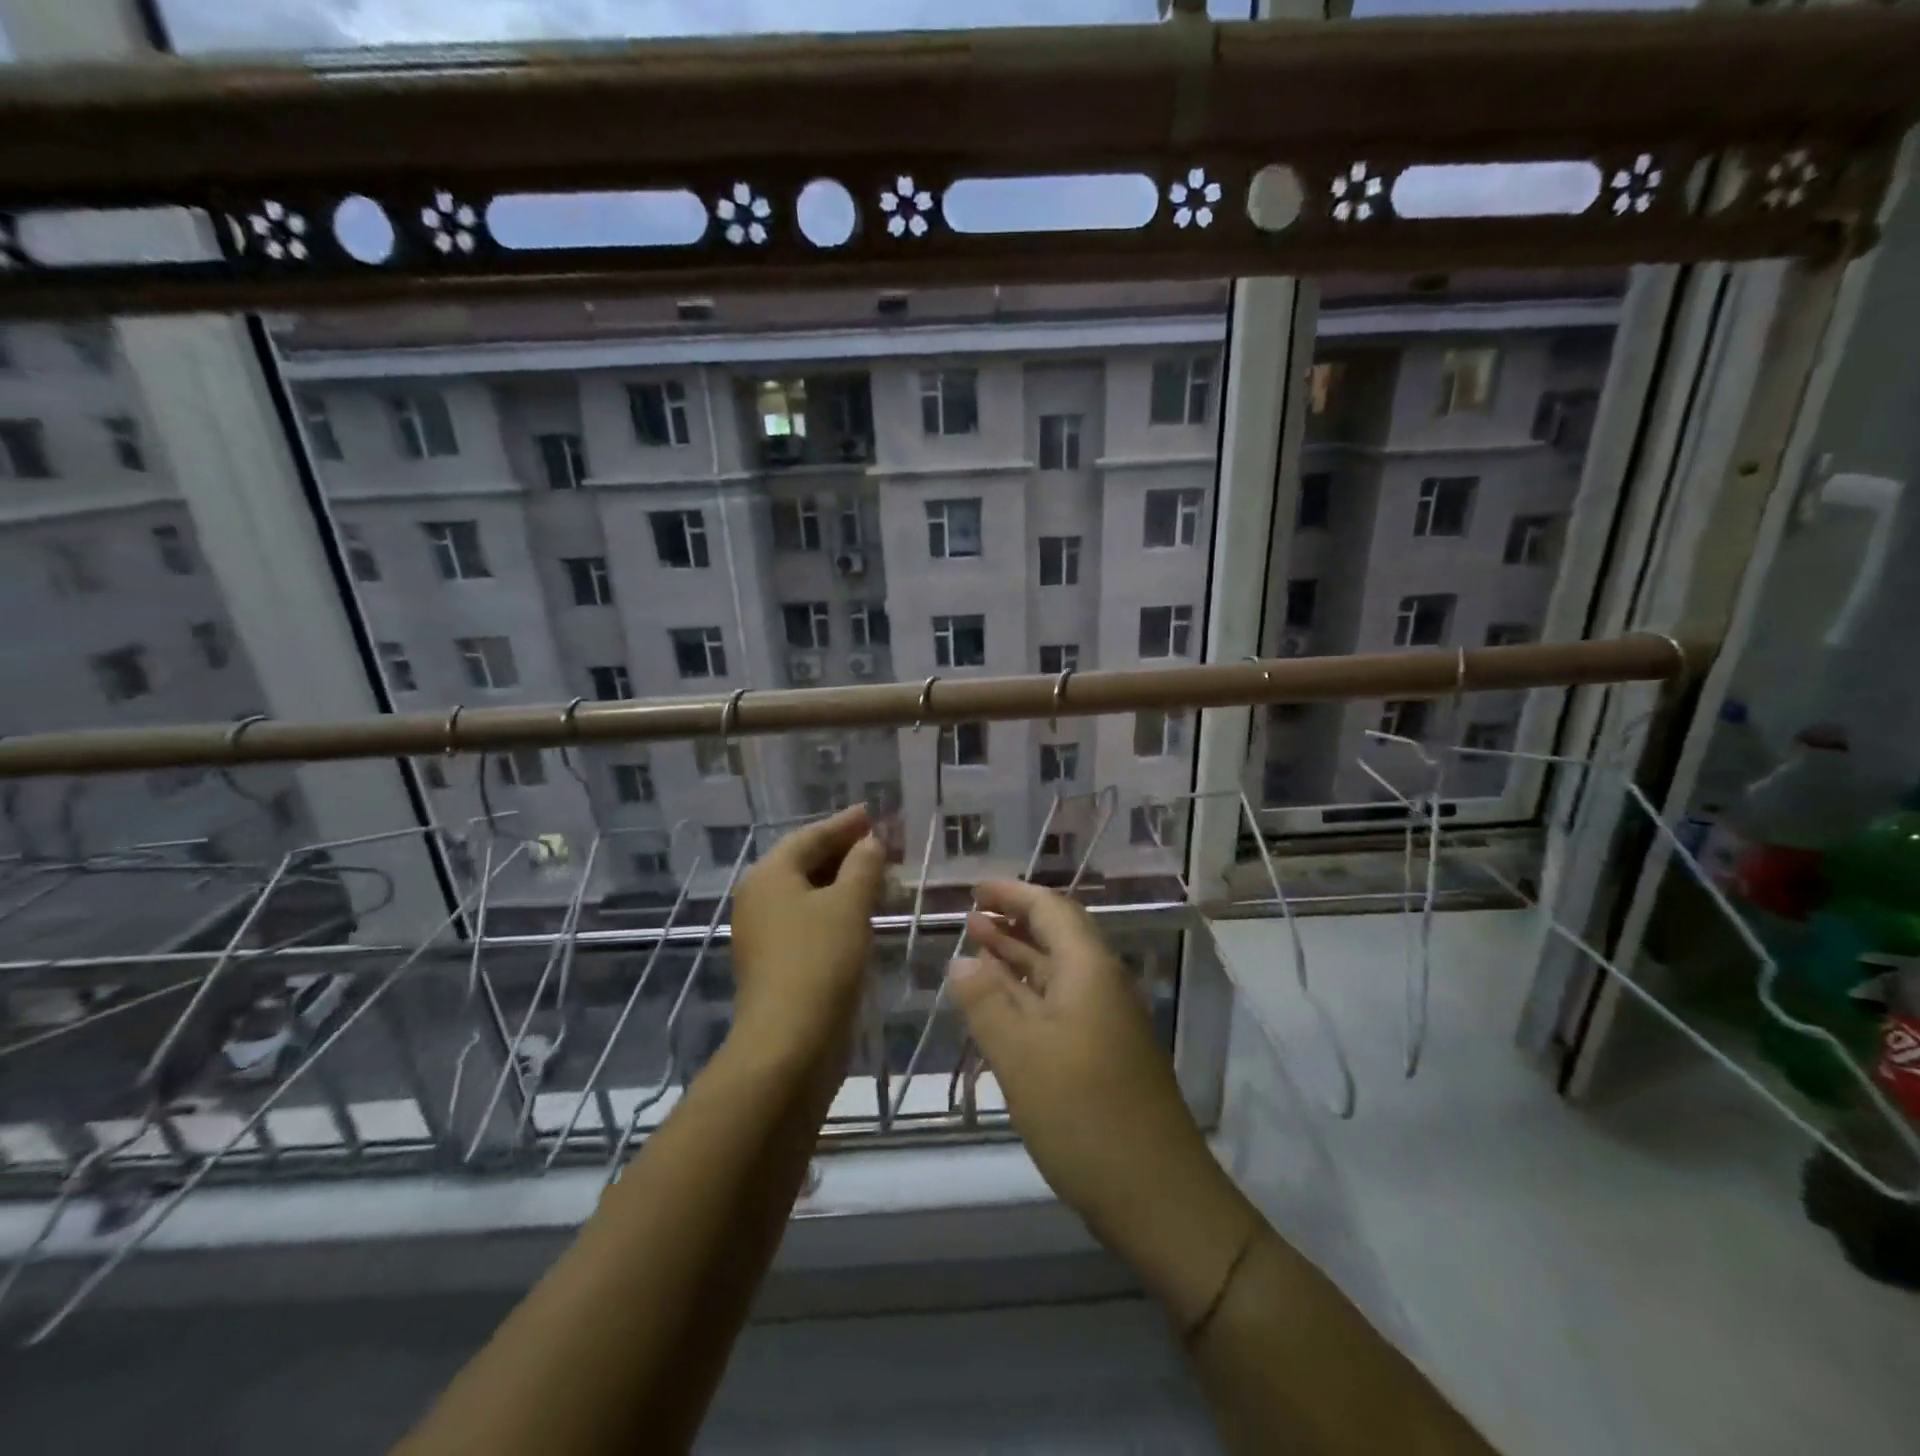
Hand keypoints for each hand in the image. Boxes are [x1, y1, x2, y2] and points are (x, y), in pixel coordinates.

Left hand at [728, 805, 887, 1061]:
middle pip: (806, 863)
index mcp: (769, 876)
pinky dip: (836, 910)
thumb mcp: (849, 904)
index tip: (872, 813)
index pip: (810, 836)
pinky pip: (810, 921)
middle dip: (846, 852)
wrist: (790, 1042)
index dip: (844, 824)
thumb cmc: (820, 960)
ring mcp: (765, 934)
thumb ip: (863, 865)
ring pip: (809, 894)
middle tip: (882, 844)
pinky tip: (863, 915)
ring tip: (880, 877)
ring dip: (844, 883)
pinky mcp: (778, 962)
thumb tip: (870, 842)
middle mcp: (760, 899)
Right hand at [950, 881, 1256, 1324]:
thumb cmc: (1084, 1115)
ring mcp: (1106, 1024)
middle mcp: (1102, 987)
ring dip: (1017, 959)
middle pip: (1057, 937)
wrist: (1158, 1197)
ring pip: (1056, 975)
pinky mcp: (1103, 1057)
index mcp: (1089, 971)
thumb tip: (961, 961)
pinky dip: (1026, 997)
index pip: (1051, 909)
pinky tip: (1000, 1008)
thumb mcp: (1021, 1055)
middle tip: (969, 917)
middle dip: (1013, 923)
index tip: (975, 889)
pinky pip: (1059, 1007)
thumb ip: (986, 1002)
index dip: (1013, 894)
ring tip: (975, 949)